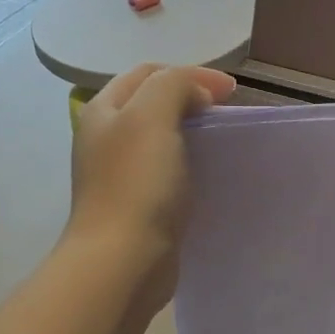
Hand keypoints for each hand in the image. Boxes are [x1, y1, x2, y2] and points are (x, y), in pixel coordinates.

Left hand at [67, 64, 235, 311]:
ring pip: (162, 138)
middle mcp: (106, 138)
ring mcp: (121, 174)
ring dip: (192, 132)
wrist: (123, 261)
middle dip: (191, 99)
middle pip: (153, 103)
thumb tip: (194, 97)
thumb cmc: (136, 184)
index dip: (191, 73)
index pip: (148, 72)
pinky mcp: (138, 205)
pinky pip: (168, 171)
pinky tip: (210, 175)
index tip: (231, 92)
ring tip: (222, 140)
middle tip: (227, 112)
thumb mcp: (152, 116)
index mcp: (103, 110)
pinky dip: (191, 163)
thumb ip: (174, 86)